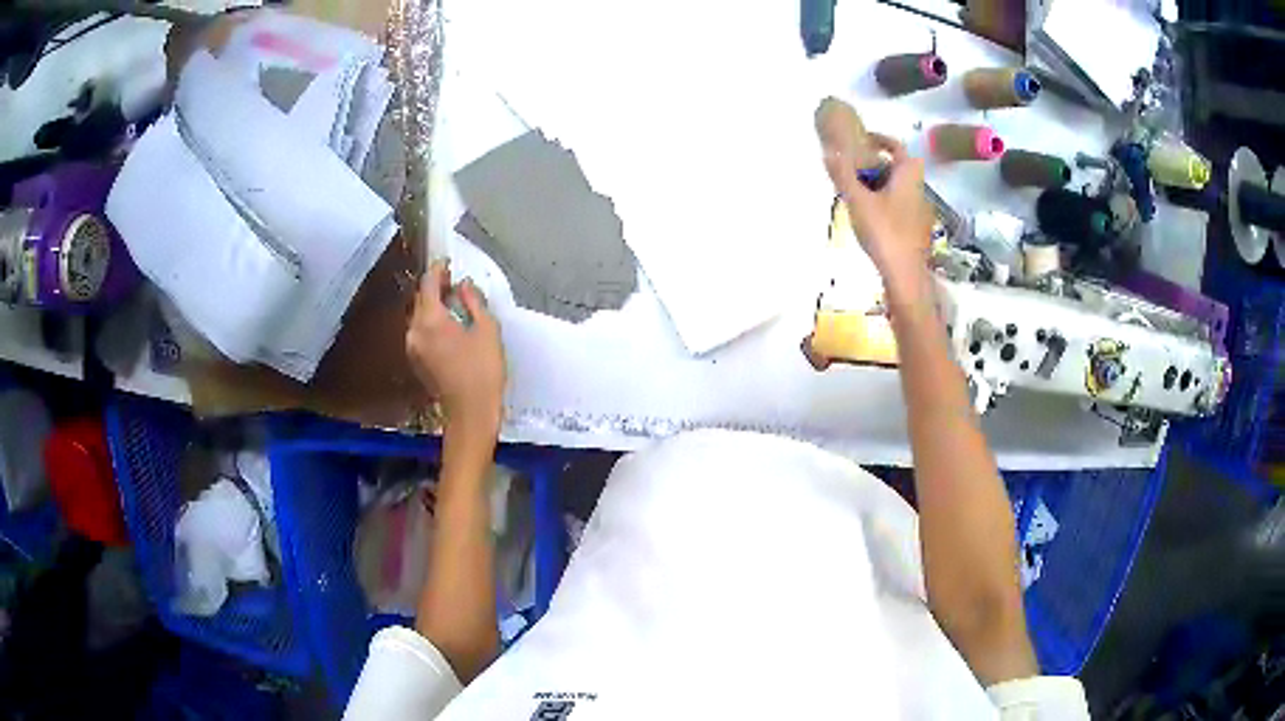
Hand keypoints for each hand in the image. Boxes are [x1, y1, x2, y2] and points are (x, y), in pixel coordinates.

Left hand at [407, 261, 505, 440]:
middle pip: (420, 299)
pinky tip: (449, 327)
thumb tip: (464, 285)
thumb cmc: (483, 370)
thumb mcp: (487, 329)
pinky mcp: (416, 361)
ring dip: (434, 306)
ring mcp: (412, 347)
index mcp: (430, 319)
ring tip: (455, 305)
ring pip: (419, 316)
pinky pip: (421, 332)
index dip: (438, 270)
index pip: (428, 283)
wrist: (470, 413)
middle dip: (435, 288)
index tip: (448, 263)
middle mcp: (415, 330)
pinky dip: (432, 323)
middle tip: (455, 284)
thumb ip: (473, 301)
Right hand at [823, 134, 933, 284]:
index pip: (896, 146)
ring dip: (879, 183)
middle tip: (852, 166)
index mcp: (908, 175)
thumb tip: (828, 151)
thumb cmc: (884, 232)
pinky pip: (899, 204)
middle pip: (897, 167)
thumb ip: (842, 175)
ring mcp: (919, 209)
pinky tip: (868, 214)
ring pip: (898, 187)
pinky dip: (884, 201)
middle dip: (875, 163)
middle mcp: (918, 188)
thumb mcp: (857, 201)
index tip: (862, 139)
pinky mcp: (915, 227)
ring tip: (855, 190)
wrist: (905, 275)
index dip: (880, 139)